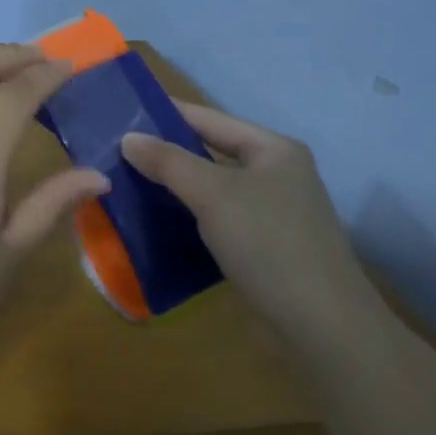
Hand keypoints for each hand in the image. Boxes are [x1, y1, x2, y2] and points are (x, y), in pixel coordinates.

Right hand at [121, 103, 379, 345]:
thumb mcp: (213, 195)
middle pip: (211, 153)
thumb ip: (169, 162)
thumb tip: (128, 138)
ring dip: (174, 187)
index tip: (124, 112)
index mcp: (273, 149)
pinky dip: (188, 217)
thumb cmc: (268, 243)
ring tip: (126, 184)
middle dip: (166, 153)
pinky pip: (217, 218)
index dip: (167, 113)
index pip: (210, 119)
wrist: (319, 322)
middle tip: (116, 152)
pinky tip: (156, 222)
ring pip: (212, 189)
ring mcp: (271, 212)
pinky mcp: (263, 246)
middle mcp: (275, 174)